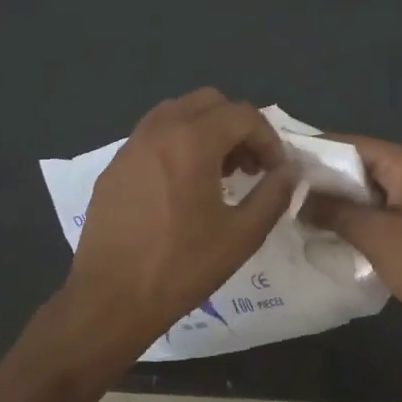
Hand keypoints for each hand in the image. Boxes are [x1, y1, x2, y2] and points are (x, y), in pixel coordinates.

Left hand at [64, 89, 294, 351]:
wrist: (110, 299)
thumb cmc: (180, 267)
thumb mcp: (241, 235)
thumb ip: (273, 195)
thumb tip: (291, 171)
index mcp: (191, 141)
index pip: (242, 114)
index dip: (268, 139)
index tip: (275, 171)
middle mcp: (159, 130)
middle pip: (209, 102)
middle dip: (237, 126)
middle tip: (248, 166)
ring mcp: (131, 145)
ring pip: (177, 112)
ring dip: (206, 130)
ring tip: (217, 173)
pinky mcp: (114, 165)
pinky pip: (153, 135)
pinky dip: (177, 143)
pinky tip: (181, 186)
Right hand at [299, 137, 401, 317]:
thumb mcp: (377, 236)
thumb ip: (334, 211)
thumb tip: (297, 197)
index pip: (352, 143)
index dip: (314, 151)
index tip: (277, 163)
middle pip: (362, 165)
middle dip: (324, 180)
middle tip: (282, 193)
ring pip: (372, 192)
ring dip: (341, 203)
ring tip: (298, 214)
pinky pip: (385, 214)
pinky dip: (360, 221)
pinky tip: (333, 235)